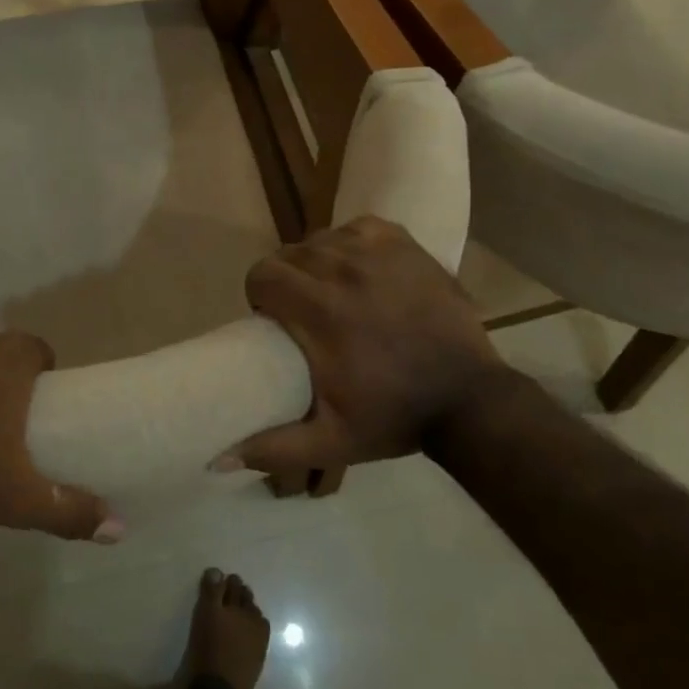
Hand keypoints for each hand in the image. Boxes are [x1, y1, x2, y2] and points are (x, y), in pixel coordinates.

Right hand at [228, 217, 505, 474]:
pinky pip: (358, 228)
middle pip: (288, 254)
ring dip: (317, 262)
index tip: (275, 320)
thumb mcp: (330, 441)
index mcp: (318, 309)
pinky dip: (351, 244)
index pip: (262, 274)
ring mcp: (377, 251)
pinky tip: (361, 270)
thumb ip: (273, 448)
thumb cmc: (394, 417)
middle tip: (304, 311)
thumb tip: (218, 460)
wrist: (469, 399)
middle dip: (286, 280)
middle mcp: (342, 268)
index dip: (261, 295)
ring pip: (321, 239)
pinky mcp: (405, 244)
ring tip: (333, 292)